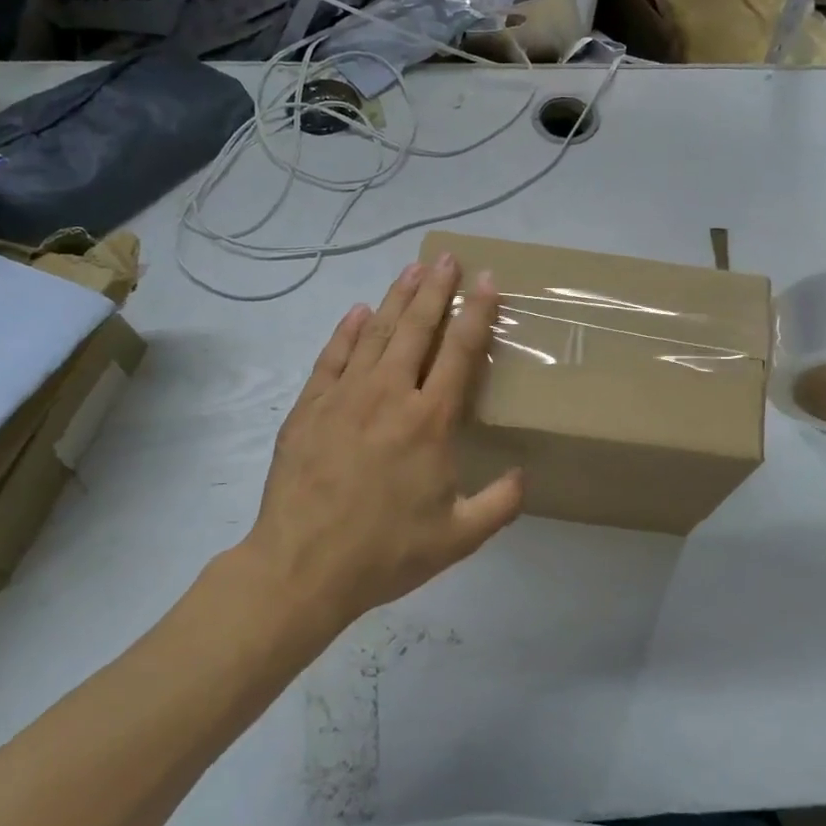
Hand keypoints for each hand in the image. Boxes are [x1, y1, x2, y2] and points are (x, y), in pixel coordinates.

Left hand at [247, 253, 524, 629]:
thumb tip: (524, 476)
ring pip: (376, 334)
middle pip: (417, 328)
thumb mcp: (458, 538)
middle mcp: (389, 395)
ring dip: (397, 299)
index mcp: (430, 420)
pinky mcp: (310, 407)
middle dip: (436, 289)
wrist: (301, 568)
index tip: (486, 280)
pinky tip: (358, 312)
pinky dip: (347, 331)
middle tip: (448, 257)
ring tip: (412, 269)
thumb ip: (499, 505)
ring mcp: (345, 396)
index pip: (459, 351)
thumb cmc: (385, 552)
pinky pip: (333, 357)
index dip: (476, 312)